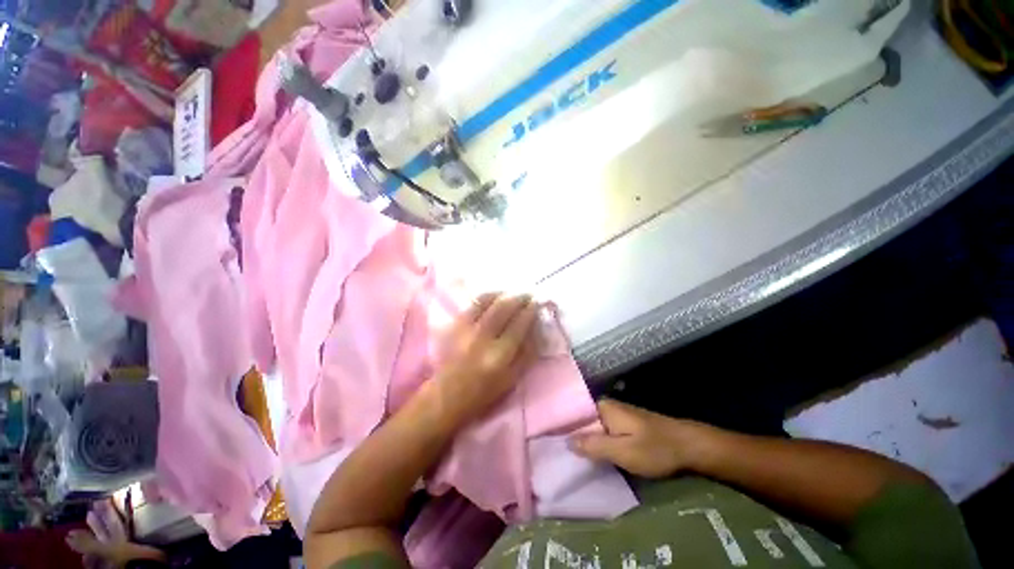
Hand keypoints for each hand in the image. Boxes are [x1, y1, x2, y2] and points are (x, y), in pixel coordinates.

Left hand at [434, 293, 540, 424]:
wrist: (447, 395)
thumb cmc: (483, 392)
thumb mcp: (512, 379)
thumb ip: (526, 353)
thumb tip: (536, 329)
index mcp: (500, 355)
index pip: (519, 325)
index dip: (530, 311)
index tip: (537, 304)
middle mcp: (483, 338)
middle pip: (504, 308)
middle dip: (519, 298)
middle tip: (528, 294)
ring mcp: (466, 329)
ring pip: (487, 302)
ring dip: (503, 294)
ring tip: (512, 294)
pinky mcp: (455, 326)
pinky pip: (473, 305)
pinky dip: (486, 297)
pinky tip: (494, 296)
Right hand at [570, 399, 719, 477]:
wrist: (689, 446)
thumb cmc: (655, 448)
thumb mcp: (622, 451)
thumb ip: (594, 446)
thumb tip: (566, 441)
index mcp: (602, 408)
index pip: (574, 415)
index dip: (562, 428)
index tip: (552, 444)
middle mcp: (606, 407)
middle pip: (582, 422)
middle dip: (573, 437)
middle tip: (561, 456)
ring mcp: (616, 416)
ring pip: (593, 429)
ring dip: (586, 442)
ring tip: (572, 457)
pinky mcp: (625, 425)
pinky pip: (604, 433)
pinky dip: (598, 444)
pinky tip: (593, 456)